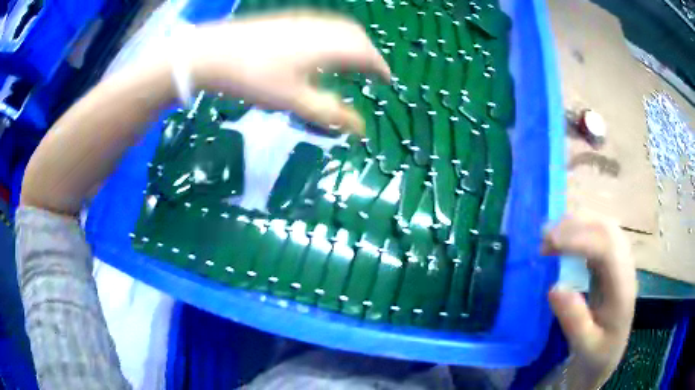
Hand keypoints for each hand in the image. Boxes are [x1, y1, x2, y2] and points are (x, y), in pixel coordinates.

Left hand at [188, 11, 390, 133]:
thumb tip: (361, 130)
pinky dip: (334, 38)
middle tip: (372, 72)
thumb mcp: (294, 101)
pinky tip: (321, 50)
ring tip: (351, 62)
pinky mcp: (288, 20)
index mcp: (330, 45)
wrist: (213, 52)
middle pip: (357, 37)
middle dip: (370, 54)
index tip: (387, 81)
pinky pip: (323, 26)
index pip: (368, 54)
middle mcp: (323, 27)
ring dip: (353, 44)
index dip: (381, 68)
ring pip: (340, 29)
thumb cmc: (255, 77)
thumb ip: (330, 114)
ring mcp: (304, 20)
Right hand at [541, 214, 635, 388]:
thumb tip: (554, 287)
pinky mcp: (612, 259)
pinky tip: (564, 239)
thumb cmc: (598, 352)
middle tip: (543, 240)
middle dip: (574, 227)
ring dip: (576, 224)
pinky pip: (598, 233)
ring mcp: (621, 259)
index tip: (548, 246)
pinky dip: (579, 229)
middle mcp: (625, 266)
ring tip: (549, 237)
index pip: (607, 250)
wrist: (610, 350)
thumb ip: (575, 321)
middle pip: (606, 229)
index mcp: (622, 289)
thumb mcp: (585, 348)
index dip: (579, 241)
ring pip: (603, 225)